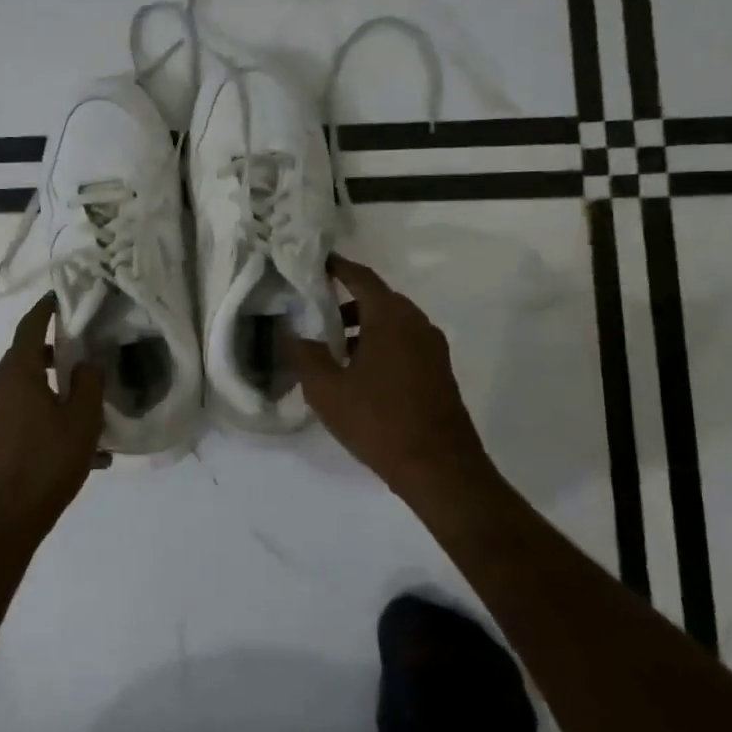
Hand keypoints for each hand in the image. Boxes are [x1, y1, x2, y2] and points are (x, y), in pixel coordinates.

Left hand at [0, 294, 106, 547]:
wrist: (4, 521)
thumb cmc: (46, 464)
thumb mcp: (82, 421)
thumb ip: (89, 384)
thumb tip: (85, 364)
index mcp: (17, 374)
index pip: (29, 328)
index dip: (45, 310)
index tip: (59, 297)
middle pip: (26, 358)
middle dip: (54, 353)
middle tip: (82, 352)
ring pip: (27, 390)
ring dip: (55, 391)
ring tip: (88, 408)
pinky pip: (24, 417)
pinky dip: (47, 418)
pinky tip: (80, 450)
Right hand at [285, 255, 495, 499]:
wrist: (440, 468)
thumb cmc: (378, 421)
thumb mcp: (327, 389)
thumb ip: (305, 355)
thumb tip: (291, 333)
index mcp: (391, 317)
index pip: (361, 278)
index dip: (337, 267)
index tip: (315, 262)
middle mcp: (416, 324)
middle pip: (377, 300)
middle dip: (344, 302)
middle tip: (312, 311)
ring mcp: (432, 349)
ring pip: (391, 324)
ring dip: (361, 328)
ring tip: (330, 350)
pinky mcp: (437, 372)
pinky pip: (403, 344)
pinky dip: (378, 345)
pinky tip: (357, 374)